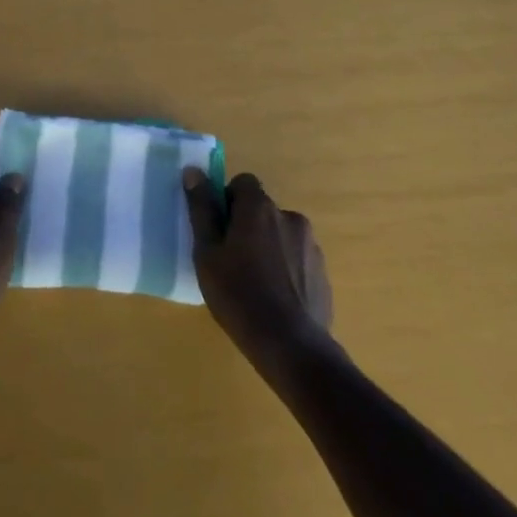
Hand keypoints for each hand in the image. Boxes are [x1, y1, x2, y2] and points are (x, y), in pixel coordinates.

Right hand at [184, 169, 333, 365]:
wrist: (290, 345)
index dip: (228, 200)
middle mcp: (290, 217)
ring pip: (281, 235)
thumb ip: (201, 209)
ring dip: (268, 247)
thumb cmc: (238, 294)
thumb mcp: (207, 253)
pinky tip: (275, 298)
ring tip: (254, 283)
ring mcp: (311, 246)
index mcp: (259, 209)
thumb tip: (193, 171)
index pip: (243, 183)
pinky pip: (297, 260)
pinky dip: (285, 269)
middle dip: (247, 226)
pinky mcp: (323, 273)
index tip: (218, 229)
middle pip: (262, 210)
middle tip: (231, 260)